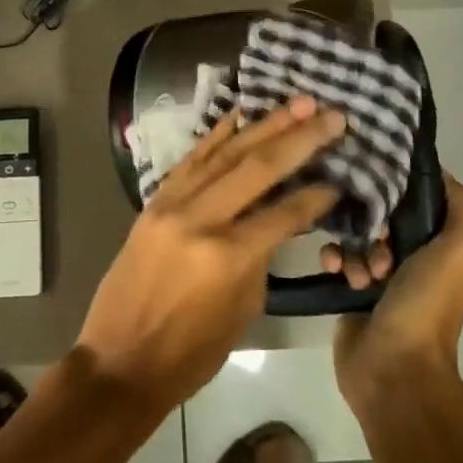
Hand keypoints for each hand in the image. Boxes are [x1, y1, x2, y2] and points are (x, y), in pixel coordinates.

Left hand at [77, 96, 343, 412]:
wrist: (120, 360)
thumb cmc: (190, 353)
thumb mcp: (242, 310)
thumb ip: (261, 257)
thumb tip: (276, 220)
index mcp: (228, 256)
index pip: (284, 213)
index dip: (316, 194)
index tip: (341, 172)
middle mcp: (200, 219)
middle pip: (258, 168)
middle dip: (300, 138)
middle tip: (332, 114)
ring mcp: (172, 205)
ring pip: (225, 153)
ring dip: (264, 125)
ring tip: (297, 102)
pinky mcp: (154, 202)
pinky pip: (191, 160)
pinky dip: (216, 135)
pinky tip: (239, 115)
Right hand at [332, 172, 462, 409]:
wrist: (393, 369)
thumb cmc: (426, 305)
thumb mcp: (459, 251)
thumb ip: (460, 207)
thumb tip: (437, 169)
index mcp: (439, 248)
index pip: (417, 201)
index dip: (402, 188)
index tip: (382, 177)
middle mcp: (411, 258)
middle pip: (383, 216)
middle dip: (373, 220)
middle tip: (375, 237)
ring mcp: (377, 275)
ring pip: (356, 236)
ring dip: (354, 246)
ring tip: (359, 271)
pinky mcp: (348, 290)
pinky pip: (335, 257)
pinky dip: (333, 259)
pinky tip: (334, 269)